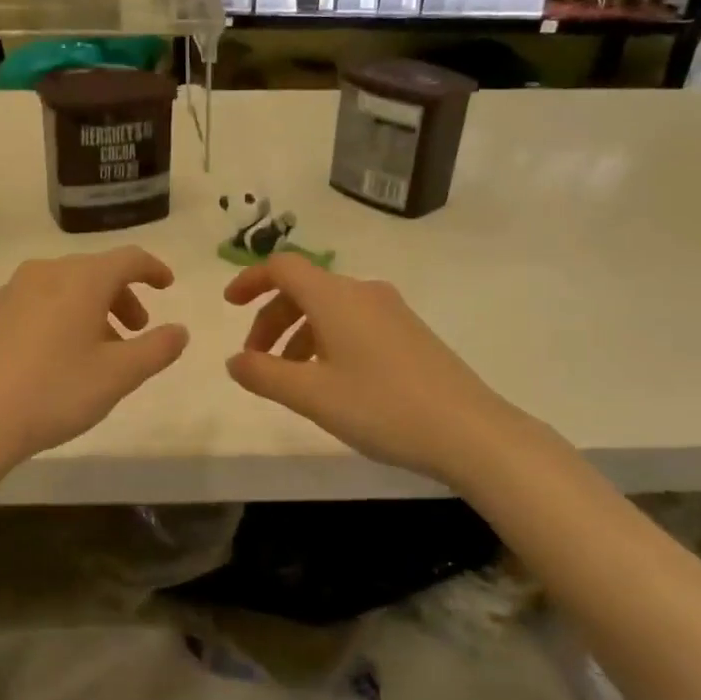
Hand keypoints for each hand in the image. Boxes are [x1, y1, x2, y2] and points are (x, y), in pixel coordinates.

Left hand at [0, 247, 187, 471]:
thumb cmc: (54, 392)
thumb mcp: (119, 376)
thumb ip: (157, 349)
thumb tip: (179, 330)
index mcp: (81, 279)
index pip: (128, 259)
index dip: (152, 269)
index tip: (167, 284)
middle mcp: (44, 273)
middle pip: (94, 272)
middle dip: (121, 297)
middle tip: (136, 331)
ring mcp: (9, 292)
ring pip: (63, 289)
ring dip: (89, 310)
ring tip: (96, 350)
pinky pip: (34, 304)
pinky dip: (57, 318)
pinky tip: (53, 357)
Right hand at [224, 254, 509, 482]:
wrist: (471, 431)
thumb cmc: (383, 407)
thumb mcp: (312, 395)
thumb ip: (264, 374)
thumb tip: (234, 360)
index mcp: (336, 297)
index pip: (283, 267)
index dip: (251, 280)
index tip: (229, 305)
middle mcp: (363, 293)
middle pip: (304, 289)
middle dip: (271, 319)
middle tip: (256, 360)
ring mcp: (391, 311)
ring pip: (329, 309)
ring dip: (299, 334)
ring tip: (290, 378)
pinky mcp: (409, 333)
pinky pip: (353, 323)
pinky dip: (327, 341)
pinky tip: (331, 381)